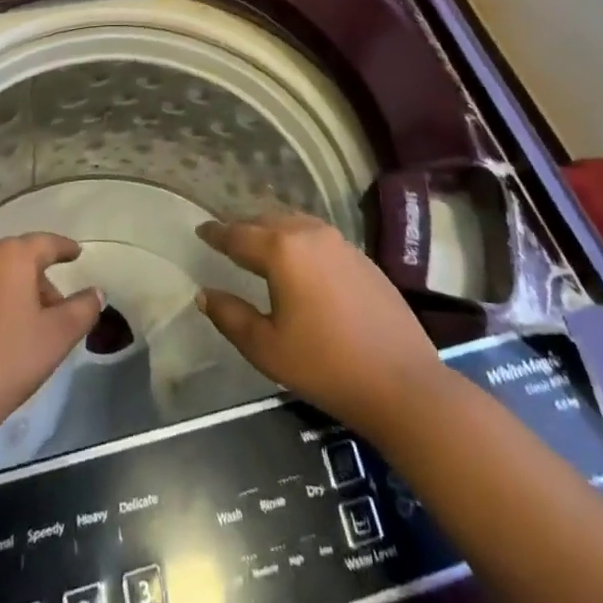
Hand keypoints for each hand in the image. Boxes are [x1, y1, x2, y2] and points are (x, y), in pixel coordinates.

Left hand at [0, 233, 101, 453]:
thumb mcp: (56, 338)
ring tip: (11, 329)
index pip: (44, 243)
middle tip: (48, 311)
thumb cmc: (5, 363)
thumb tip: (95, 293)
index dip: (63, 248)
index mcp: (9, 257)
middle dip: (32, 281)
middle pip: (12, 261)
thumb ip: (82, 310)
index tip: (75, 253)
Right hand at [196, 211, 440, 437]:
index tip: (200, 229)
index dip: (216, 233)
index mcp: (282, 250)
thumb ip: (231, 316)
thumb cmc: (325, 366)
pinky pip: (317, 236)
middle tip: (227, 239)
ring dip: (273, 229)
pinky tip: (298, 260)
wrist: (401, 381)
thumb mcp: (267, 348)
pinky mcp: (360, 256)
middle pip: (267, 220)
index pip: (238, 234)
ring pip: (295, 223)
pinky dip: (298, 239)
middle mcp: (309, 233)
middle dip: (244, 227)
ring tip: (259, 246)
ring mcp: (339, 241)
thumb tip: (204, 294)